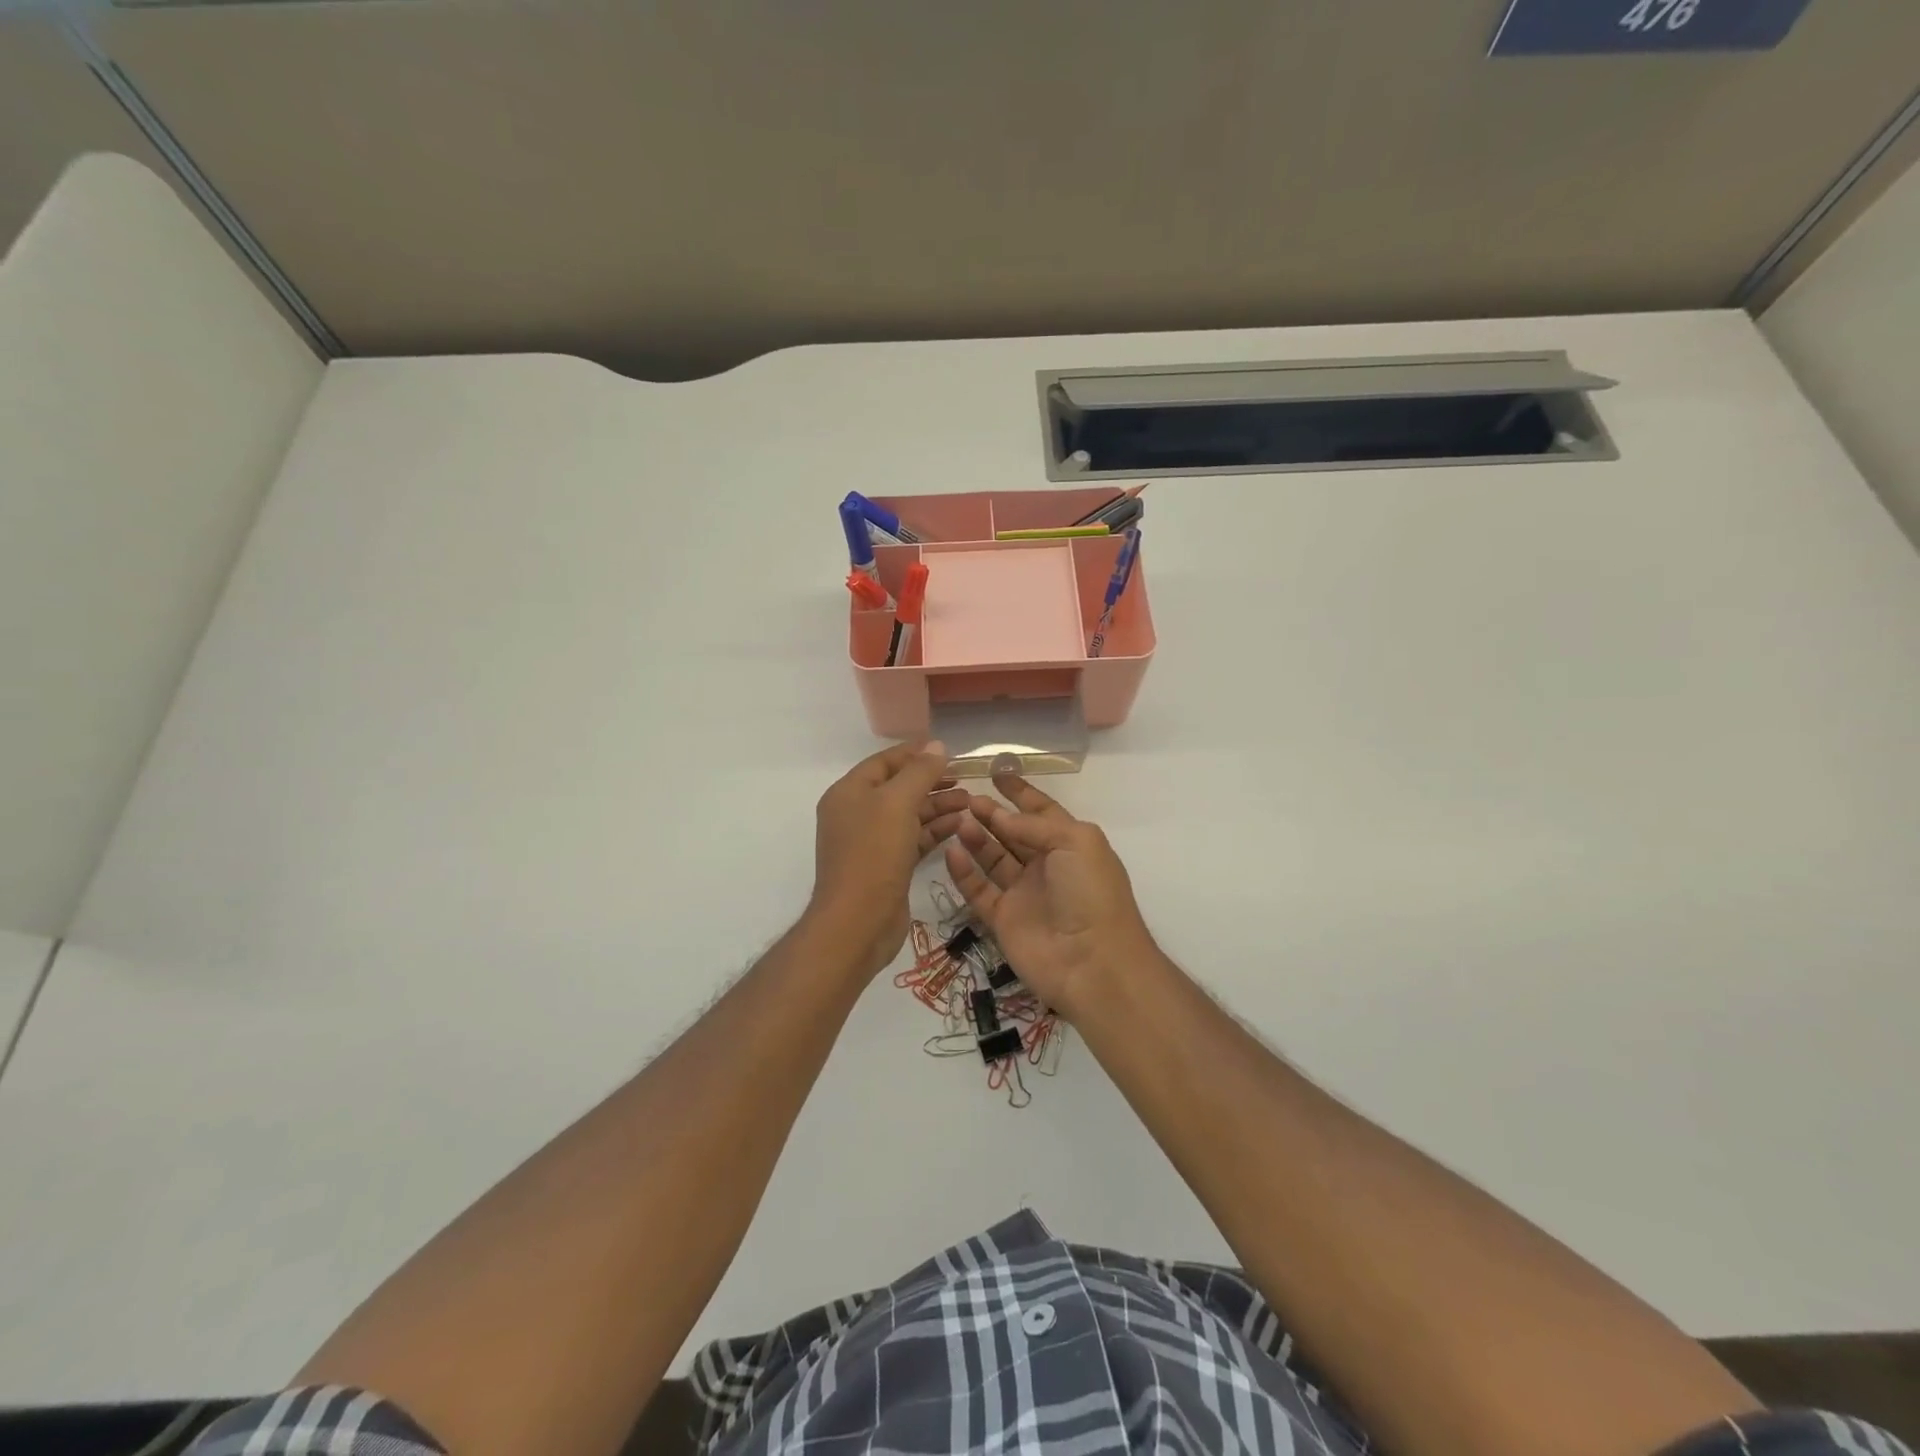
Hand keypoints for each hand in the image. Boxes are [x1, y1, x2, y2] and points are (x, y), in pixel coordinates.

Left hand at [811, 741, 968, 977]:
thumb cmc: (874, 854)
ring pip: (909, 814)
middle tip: (965, 778)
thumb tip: (937, 745)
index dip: (915, 753)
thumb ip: (919, 772)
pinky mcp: (887, 866)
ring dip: (938, 806)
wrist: (857, 922)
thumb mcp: (898, 803)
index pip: (885, 762)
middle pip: (898, 787)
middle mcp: (856, 813)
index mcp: (849, 792)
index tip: (949, 751)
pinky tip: (960, 825)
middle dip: (931, 781)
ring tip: (970, 802)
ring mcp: (871, 842)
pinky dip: (934, 830)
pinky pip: (913, 838)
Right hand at [942, 773, 1156, 1017]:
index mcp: (1070, 844)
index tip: (996, 772)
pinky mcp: (1002, 919)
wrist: (1092, 963)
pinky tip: (951, 851)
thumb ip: (1035, 825)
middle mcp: (1046, 866)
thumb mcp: (1075, 842)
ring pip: (993, 858)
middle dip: (992, 813)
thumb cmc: (1091, 893)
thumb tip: (1001, 817)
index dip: (1020, 793)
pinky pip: (979, 890)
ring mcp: (1023, 894)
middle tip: (966, 798)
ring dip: (976, 838)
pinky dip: (964, 872)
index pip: (1041, 811)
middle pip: (1013, 833)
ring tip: (957, 819)